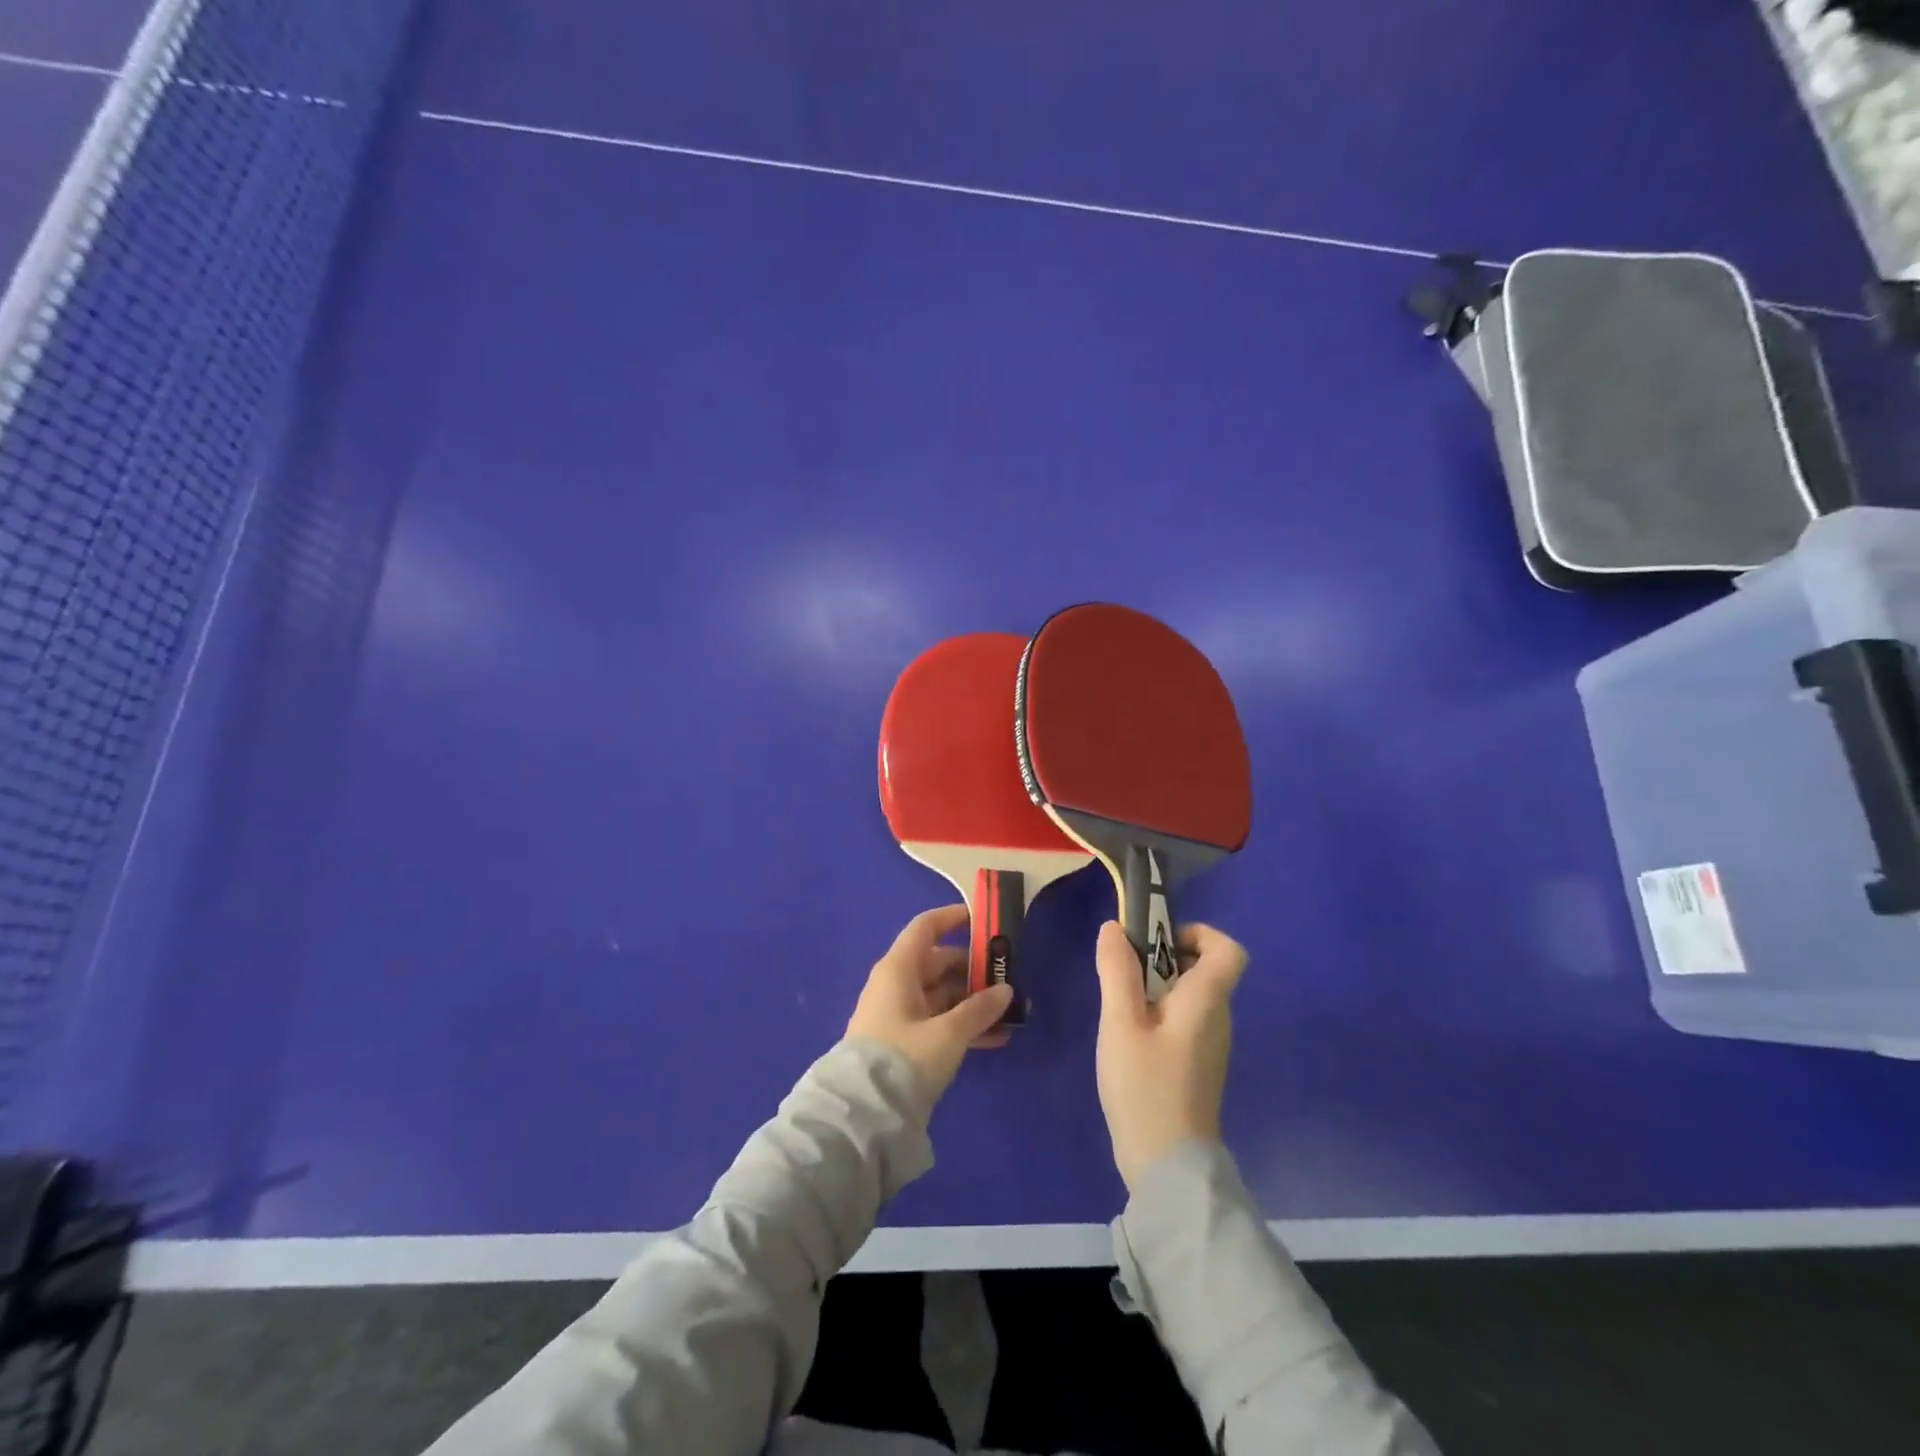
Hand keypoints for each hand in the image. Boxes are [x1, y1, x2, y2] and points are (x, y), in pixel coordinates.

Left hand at [847, 905, 1014, 1109]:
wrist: (864, 1114)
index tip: (983, 920)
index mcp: (899, 969)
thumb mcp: (948, 1034)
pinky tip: (996, 1040)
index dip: (953, 918)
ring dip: (974, 1003)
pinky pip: (939, 1022)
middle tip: (1010, 977)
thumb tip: (1006, 990)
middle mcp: (897, 984)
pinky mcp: (904, 1042)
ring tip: (1011, 1014)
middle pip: (940, 963)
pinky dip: (964, 1026)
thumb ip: (979, 1010)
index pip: (926, 928)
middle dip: (975, 970)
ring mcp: (900, 1014)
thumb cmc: (904, 1058)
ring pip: (943, 996)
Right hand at [1093, 920, 1247, 1190]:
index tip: (1157, 942)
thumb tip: (1115, 928)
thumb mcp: (1120, 1023)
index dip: (1199, 933)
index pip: (1228, 950)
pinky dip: (1159, 1014)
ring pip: (1189, 996)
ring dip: (1156, 988)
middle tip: (1124, 975)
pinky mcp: (1197, 1066)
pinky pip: (1184, 1021)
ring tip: (1121, 1008)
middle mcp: (1217, 1018)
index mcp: (1207, 1001)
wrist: (1167, 1166)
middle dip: (1163, 958)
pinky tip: (1130, 1038)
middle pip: (1203, 969)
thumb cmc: (1145, 1087)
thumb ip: (1117, 971)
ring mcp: (1210, 1045)